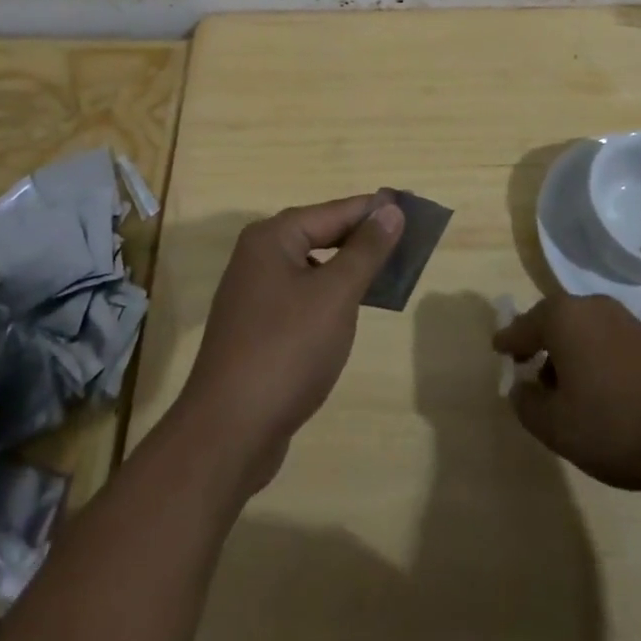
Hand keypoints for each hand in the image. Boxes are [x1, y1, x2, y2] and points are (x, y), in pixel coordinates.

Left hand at [174, 193, 404, 495]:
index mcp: (272, 238)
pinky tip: (350, 312)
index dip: (373, 210)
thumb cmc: (287, 350)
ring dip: (347, 270)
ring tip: (388, 274)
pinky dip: (329, 298)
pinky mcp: (256, 329)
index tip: (411, 208)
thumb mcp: (335, 295)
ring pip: (311, 268)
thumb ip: (365, 250)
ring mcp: (253, 295)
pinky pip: (301, 298)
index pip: (333, 211)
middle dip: (361, 239)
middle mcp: (258, 257)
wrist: (229, 432)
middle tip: (407, 242)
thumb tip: (390, 209)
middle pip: (319, 235)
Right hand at [494, 293, 640, 492]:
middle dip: (539, 346)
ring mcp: (622, 318)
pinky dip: (593, 357)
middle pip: (552, 322)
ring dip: (568, 354)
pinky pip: (605, 340)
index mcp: (561, 316)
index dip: (508, 343)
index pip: (522, 327)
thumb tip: (521, 388)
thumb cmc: (613, 424)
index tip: (497, 350)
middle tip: (528, 371)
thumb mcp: (556, 426)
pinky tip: (599, 390)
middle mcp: (589, 306)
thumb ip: (527, 405)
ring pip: (580, 331)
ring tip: (566, 390)